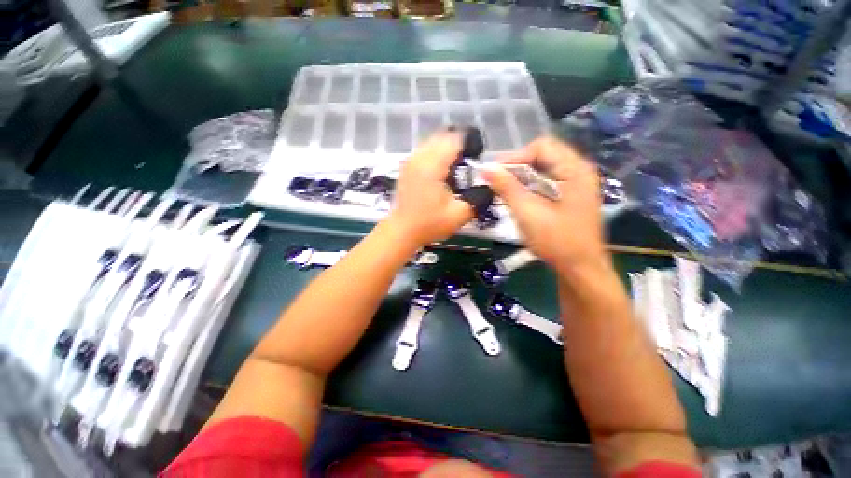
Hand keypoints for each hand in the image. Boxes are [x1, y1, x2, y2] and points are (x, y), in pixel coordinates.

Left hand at [385, 132, 473, 247]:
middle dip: (459, 145)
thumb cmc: (430, 224)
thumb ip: (478, 198)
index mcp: (433, 166)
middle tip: (468, 163)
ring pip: (433, 141)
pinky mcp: (407, 167)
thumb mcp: (459, 215)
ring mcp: (411, 161)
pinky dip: (436, 153)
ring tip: (456, 167)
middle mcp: (420, 158)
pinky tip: (441, 171)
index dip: (470, 144)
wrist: (403, 231)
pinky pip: (425, 150)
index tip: (478, 158)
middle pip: (443, 136)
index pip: (455, 139)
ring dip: (447, 148)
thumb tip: (489, 185)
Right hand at [482, 137, 605, 271]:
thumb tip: (487, 168)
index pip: (542, 146)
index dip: (516, 157)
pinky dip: (529, 186)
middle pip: (543, 155)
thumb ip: (507, 188)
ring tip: (503, 190)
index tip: (495, 173)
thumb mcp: (528, 212)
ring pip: (543, 169)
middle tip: (496, 181)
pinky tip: (518, 198)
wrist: (579, 268)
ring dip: (521, 177)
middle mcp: (579, 171)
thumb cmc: (556, 241)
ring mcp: (576, 184)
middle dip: (517, 167)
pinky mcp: (570, 196)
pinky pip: (546, 181)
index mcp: (575, 170)